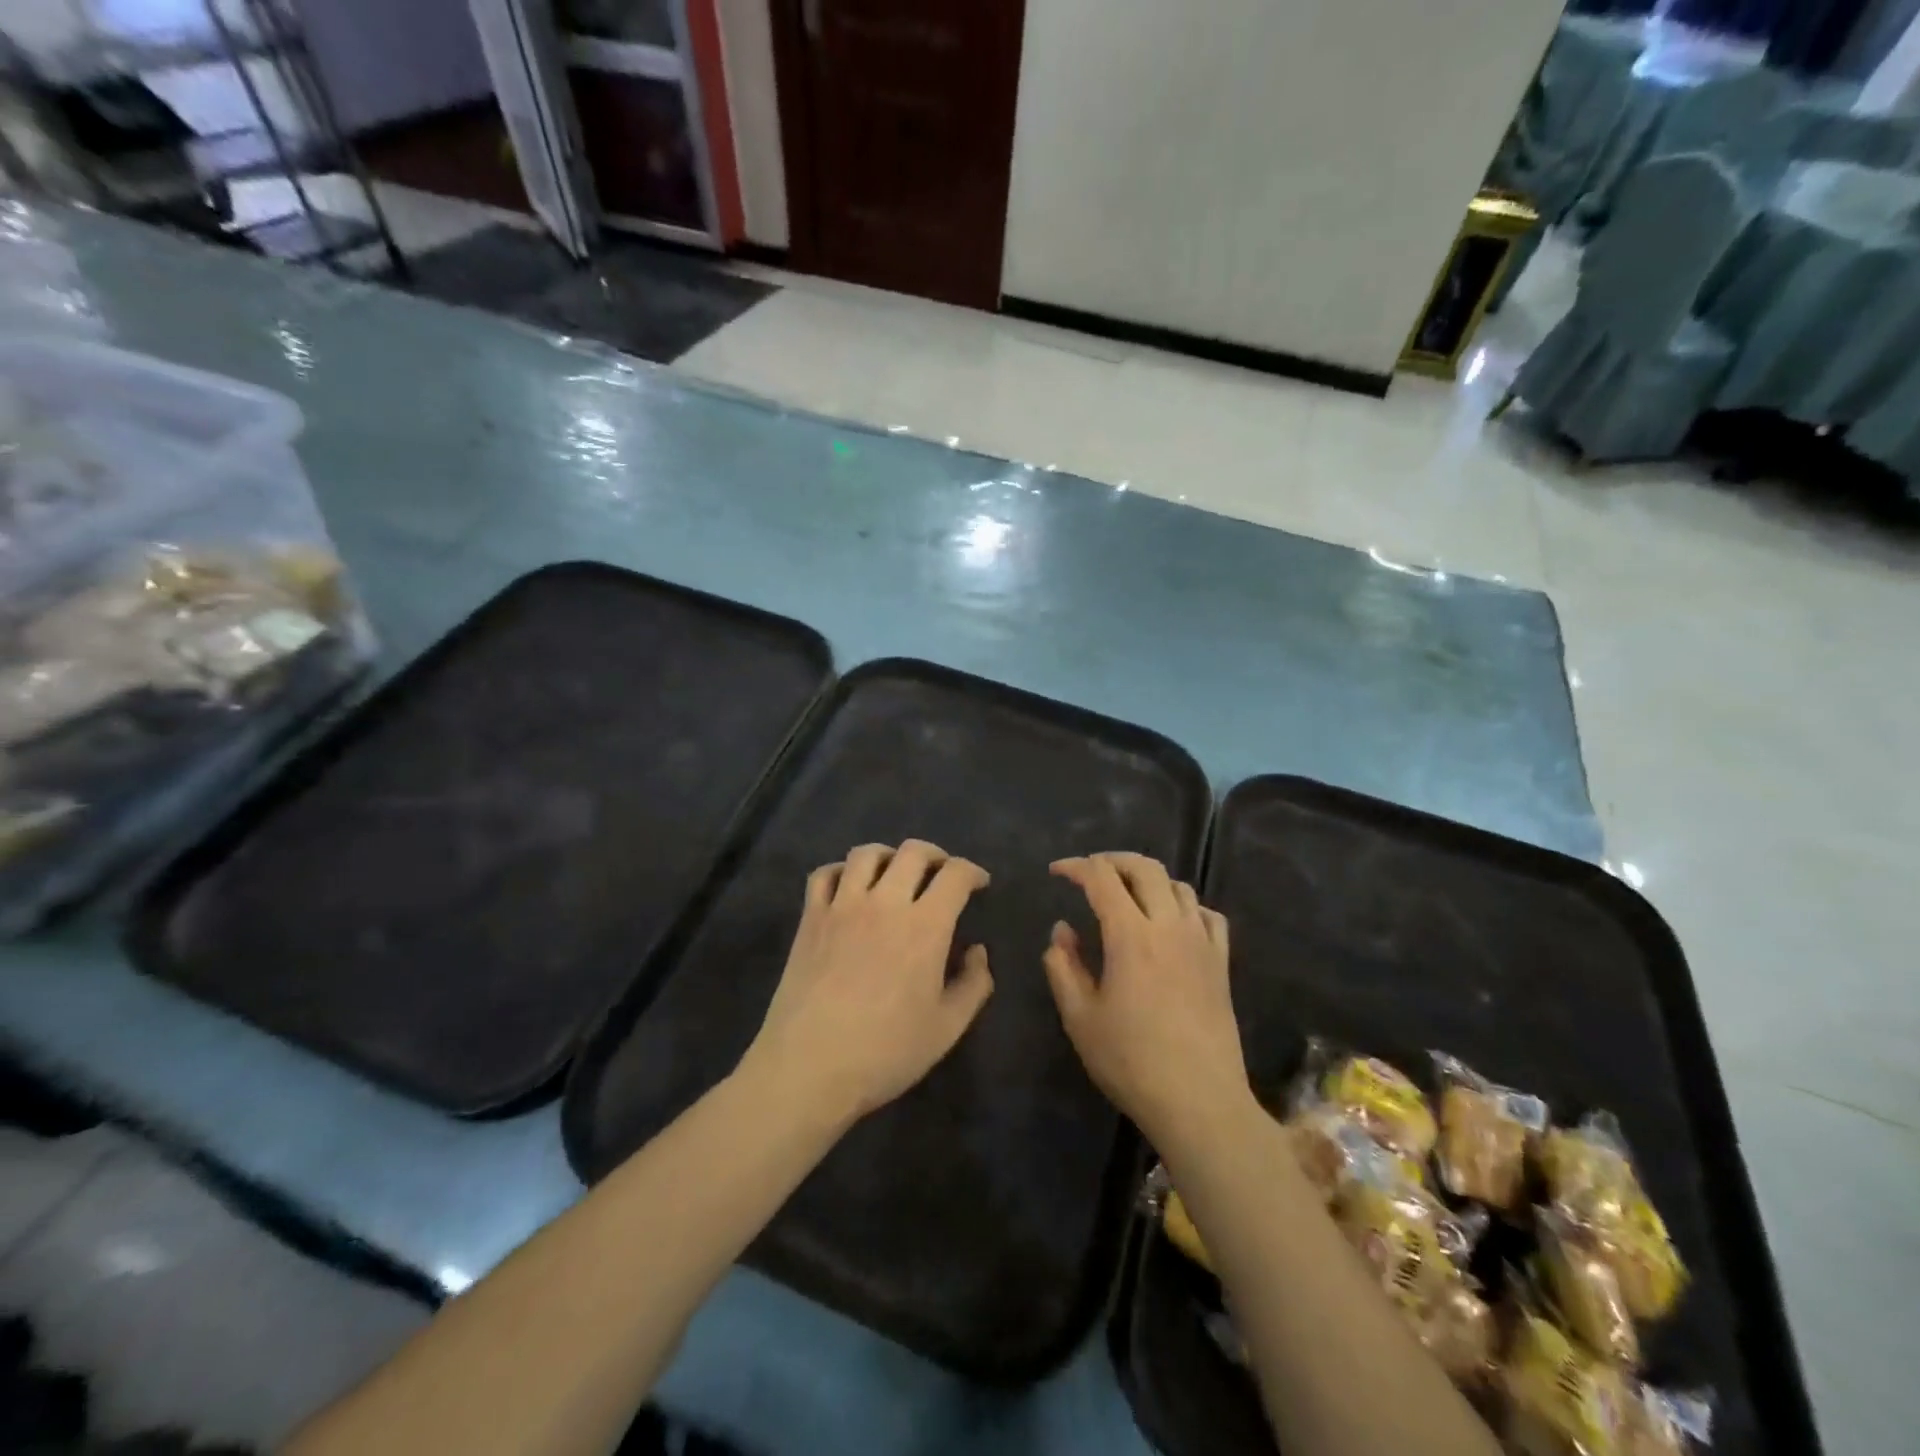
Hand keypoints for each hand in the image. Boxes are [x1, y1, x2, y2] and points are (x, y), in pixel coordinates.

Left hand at [744, 840, 994, 1125]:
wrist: (809, 1068)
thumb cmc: (885, 1053)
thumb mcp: (947, 1028)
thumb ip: (974, 984)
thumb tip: (977, 950)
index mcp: (925, 926)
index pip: (955, 874)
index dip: (972, 871)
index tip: (978, 883)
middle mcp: (884, 903)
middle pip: (913, 852)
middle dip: (935, 855)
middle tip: (941, 874)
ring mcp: (842, 906)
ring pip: (866, 854)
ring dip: (888, 856)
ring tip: (894, 874)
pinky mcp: (810, 918)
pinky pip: (824, 874)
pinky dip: (841, 871)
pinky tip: (848, 887)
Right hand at [1043, 853, 1252, 1148]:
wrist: (1200, 1102)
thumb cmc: (1131, 1062)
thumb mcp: (1080, 1018)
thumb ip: (1063, 967)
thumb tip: (1062, 930)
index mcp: (1131, 935)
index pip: (1101, 878)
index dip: (1076, 867)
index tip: (1057, 872)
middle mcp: (1169, 926)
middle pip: (1144, 867)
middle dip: (1112, 860)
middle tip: (1090, 872)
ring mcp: (1201, 942)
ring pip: (1178, 885)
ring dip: (1148, 879)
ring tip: (1128, 895)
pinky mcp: (1222, 963)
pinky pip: (1207, 914)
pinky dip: (1184, 905)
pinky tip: (1172, 922)